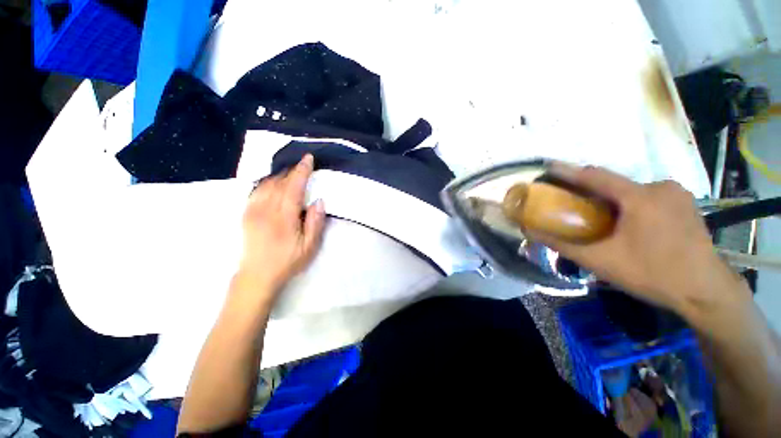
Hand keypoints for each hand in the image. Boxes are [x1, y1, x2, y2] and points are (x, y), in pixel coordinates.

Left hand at [235, 154, 324, 304]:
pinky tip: (273, 182)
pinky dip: (267, 182)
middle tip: (303, 164)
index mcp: (284, 217)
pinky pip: (256, 190)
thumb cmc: (287, 261)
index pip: (293, 187)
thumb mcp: (309, 246)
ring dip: (280, 174)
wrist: (257, 275)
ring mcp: (252, 210)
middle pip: (279, 182)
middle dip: (292, 170)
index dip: (302, 171)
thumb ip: (315, 222)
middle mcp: (266, 209)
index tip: (308, 158)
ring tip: (291, 171)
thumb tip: (318, 200)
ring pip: (266, 184)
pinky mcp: (246, 214)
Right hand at [530, 163, 748, 317]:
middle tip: (574, 206)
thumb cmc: (652, 274)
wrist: (705, 292)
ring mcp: (677, 194)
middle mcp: (660, 187)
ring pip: (632, 191)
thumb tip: (530, 232)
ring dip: (612, 200)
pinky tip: (629, 224)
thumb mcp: (599, 261)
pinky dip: (631, 204)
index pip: (595, 176)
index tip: (548, 168)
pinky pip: (648, 197)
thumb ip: (562, 245)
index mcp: (640, 197)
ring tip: (601, 219)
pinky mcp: (686, 203)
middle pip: (614, 183)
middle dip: (591, 192)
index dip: (569, 171)